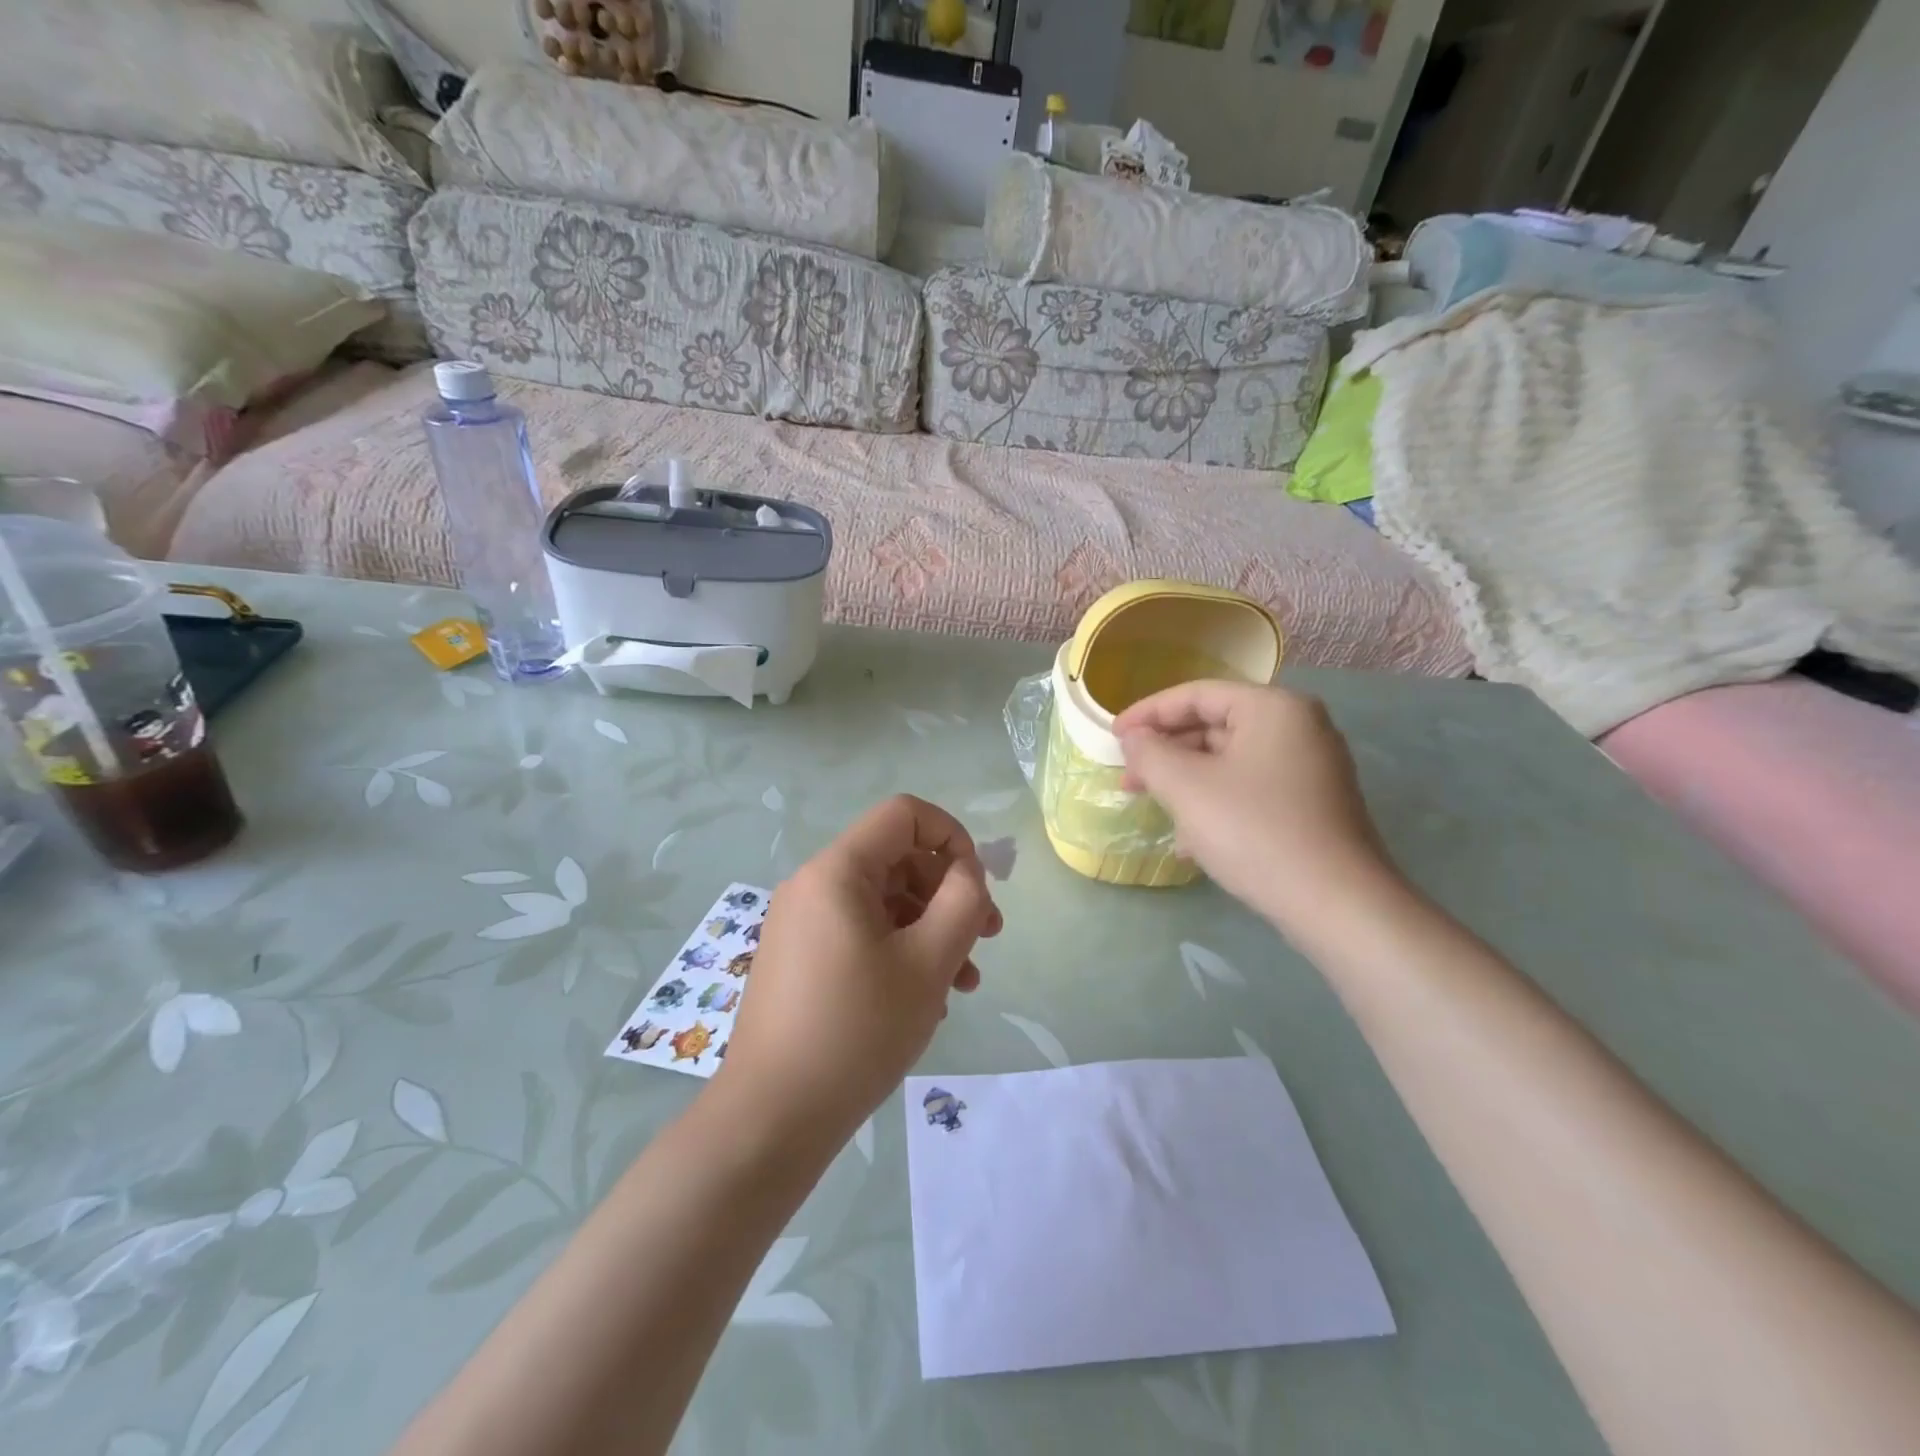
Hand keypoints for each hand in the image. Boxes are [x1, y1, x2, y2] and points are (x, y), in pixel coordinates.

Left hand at [717, 795, 1002, 1145]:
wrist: (772, 1117)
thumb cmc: (857, 1030)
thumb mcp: (928, 962)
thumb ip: (963, 902)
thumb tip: (967, 872)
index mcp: (837, 871)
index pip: (904, 814)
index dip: (952, 836)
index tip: (978, 885)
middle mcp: (813, 885)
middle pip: (897, 859)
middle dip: (948, 893)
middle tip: (987, 939)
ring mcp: (802, 924)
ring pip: (883, 902)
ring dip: (930, 929)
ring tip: (964, 982)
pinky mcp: (800, 959)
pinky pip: (860, 934)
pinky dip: (899, 951)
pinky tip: (924, 1000)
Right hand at [1115, 681, 1398, 932]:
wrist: (1336, 904)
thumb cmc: (1254, 831)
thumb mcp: (1186, 787)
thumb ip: (1150, 753)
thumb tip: (1134, 739)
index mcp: (1273, 708)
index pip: (1196, 694)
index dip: (1147, 713)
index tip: (1112, 737)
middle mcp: (1298, 727)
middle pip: (1214, 726)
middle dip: (1166, 753)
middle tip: (1128, 778)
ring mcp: (1311, 768)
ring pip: (1230, 762)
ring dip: (1186, 783)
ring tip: (1154, 810)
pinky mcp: (1313, 806)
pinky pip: (1250, 789)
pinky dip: (1216, 803)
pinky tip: (1190, 841)